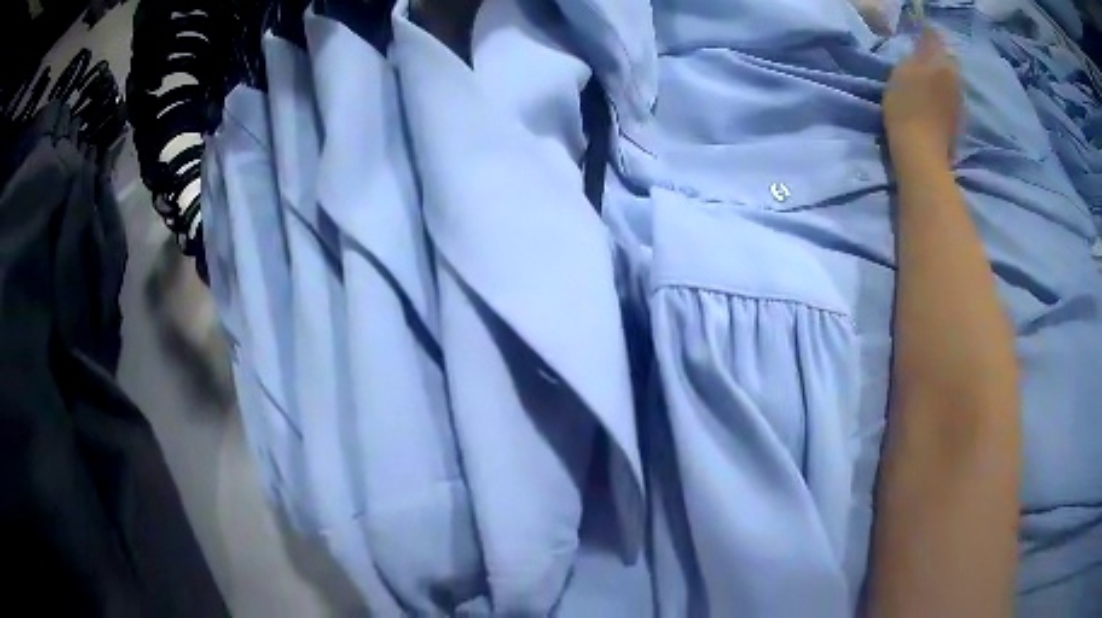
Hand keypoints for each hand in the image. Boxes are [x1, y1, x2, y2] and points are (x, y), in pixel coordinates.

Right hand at [883, 28, 961, 161]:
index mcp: (943, 64)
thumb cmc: (907, 107)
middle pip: (947, 62)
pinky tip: (934, 106)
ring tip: (927, 86)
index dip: (927, 36)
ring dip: (941, 81)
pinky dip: (944, 99)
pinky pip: (952, 102)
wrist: (921, 154)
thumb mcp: (903, 70)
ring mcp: (960, 105)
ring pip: (951, 82)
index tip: (917, 38)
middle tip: (921, 63)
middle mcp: (956, 82)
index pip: (936, 40)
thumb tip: (926, 40)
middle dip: (937, 60)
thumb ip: (918, 52)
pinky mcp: (958, 124)